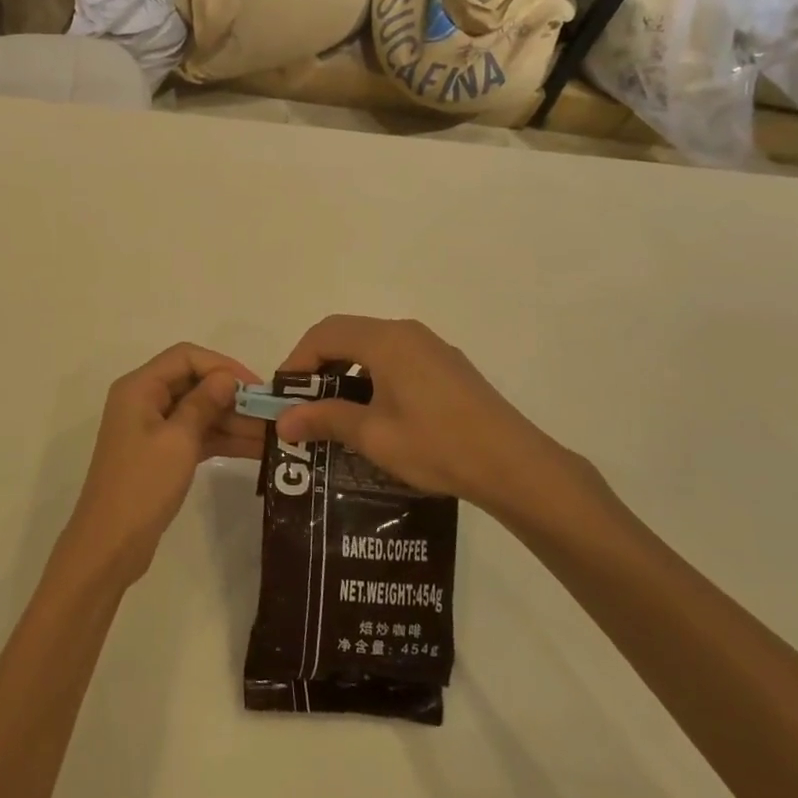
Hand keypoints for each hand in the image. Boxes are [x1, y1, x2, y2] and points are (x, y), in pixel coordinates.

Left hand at [56, 344, 261, 588]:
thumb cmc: (143, 485)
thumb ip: (204, 403)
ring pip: (198, 411)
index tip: (256, 386)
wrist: (110, 544)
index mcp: (139, 387)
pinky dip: (221, 439)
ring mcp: (151, 428)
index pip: (186, 357)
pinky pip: (195, 435)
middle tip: (272, 414)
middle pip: (193, 382)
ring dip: (232, 420)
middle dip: (232, 396)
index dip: (222, 365)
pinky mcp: (160, 453)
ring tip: (273, 434)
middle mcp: (144, 400)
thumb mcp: (179, 440)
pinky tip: (256, 449)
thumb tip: (227, 378)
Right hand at [274, 316, 610, 528]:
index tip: (284, 395)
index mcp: (386, 340)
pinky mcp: (448, 367)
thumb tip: (283, 421)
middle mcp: (407, 332)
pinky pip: (396, 358)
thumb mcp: (373, 435)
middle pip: (347, 333)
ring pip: (373, 346)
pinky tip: (374, 412)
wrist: (515, 465)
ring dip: (345, 369)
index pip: (324, 333)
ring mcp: (432, 347)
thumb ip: (325, 419)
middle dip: (318, 363)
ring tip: (333, 409)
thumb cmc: (437, 445)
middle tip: (303, 401)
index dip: (297, 360)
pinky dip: (372, 375)